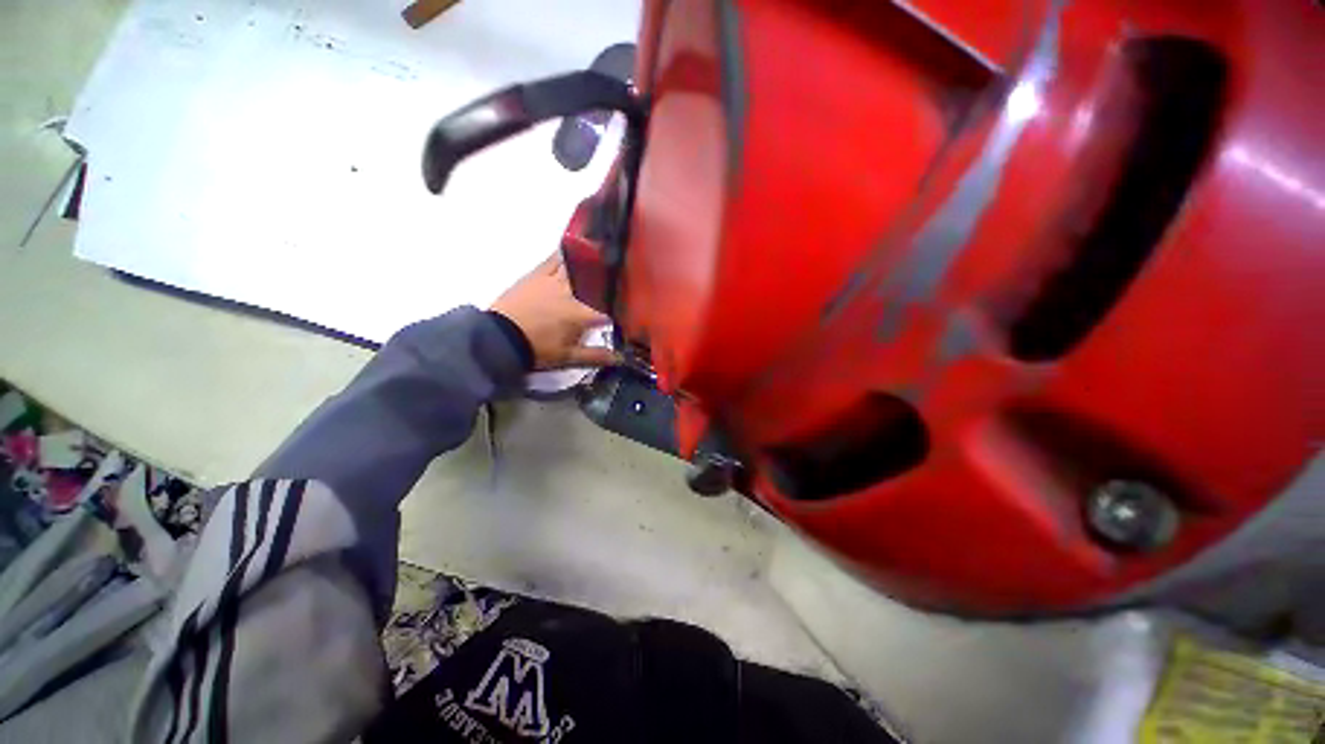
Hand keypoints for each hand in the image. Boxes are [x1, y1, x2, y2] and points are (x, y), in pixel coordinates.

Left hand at [490, 252, 618, 369]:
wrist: (500, 339)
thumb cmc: (538, 350)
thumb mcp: (569, 357)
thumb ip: (596, 356)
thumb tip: (620, 357)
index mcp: (581, 314)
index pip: (608, 310)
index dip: (620, 310)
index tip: (627, 311)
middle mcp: (570, 293)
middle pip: (595, 282)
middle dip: (607, 282)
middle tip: (618, 279)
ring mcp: (553, 281)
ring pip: (576, 267)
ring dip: (590, 264)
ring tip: (603, 256)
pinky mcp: (536, 275)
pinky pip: (553, 259)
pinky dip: (564, 254)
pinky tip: (573, 248)